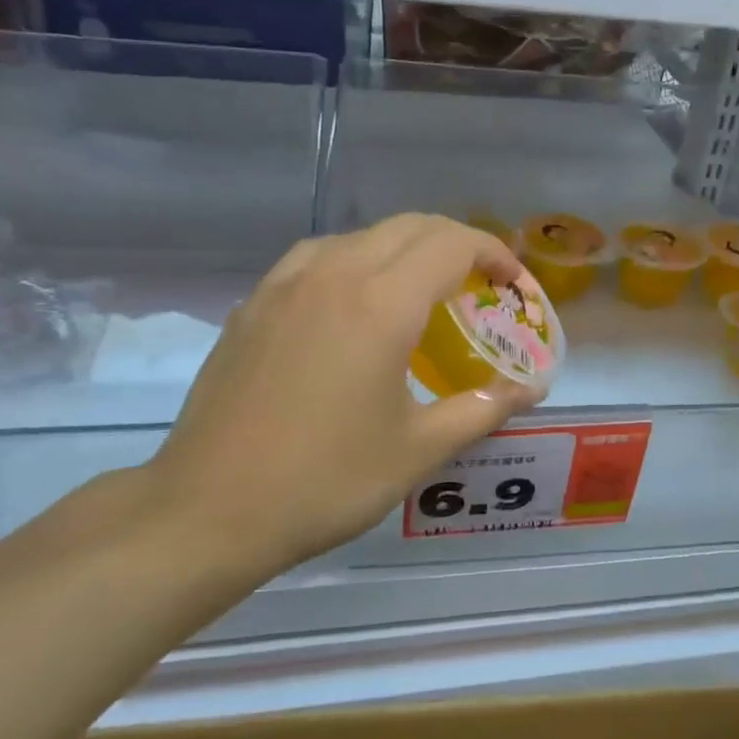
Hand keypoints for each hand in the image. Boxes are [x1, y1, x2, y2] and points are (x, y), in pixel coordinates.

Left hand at [143, 215, 542, 576]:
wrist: (207, 511)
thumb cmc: (325, 481)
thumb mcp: (418, 450)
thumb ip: (482, 408)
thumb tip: (531, 390)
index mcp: (381, 304)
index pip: (452, 244)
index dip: (493, 253)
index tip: (513, 284)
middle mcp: (334, 275)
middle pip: (410, 227)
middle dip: (456, 244)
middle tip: (479, 285)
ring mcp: (285, 285)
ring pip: (360, 235)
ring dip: (404, 248)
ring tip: (420, 291)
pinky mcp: (252, 305)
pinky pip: (316, 257)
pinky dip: (355, 261)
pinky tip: (353, 303)